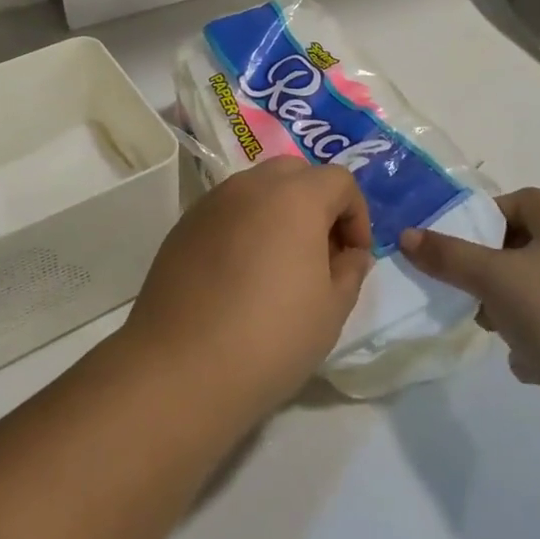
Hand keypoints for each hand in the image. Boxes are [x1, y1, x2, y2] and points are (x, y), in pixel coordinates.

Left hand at [123, 157, 372, 421]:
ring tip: (280, 264)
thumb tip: (351, 253)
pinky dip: (245, 225)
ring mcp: (213, 200)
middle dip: (318, 202)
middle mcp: (252, 185)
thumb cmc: (271, 338)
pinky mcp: (186, 223)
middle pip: (296, 172)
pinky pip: (228, 209)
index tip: (354, 257)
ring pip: (258, 187)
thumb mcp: (331, 310)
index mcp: (295, 197)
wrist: (182, 366)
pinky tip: (241, 273)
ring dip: (279, 211)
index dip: (357, 215)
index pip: (339, 180)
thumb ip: (350, 271)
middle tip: (321, 252)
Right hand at [401, 188, 539, 466]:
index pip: (522, 201)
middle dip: (489, 269)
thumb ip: (447, 256)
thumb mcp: (495, 279)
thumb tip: (405, 235)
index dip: (486, 215)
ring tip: (490, 329)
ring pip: (534, 294)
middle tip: (463, 287)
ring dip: (507, 310)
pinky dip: (533, 345)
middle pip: (524, 248)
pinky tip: (526, 367)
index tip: (455, 242)